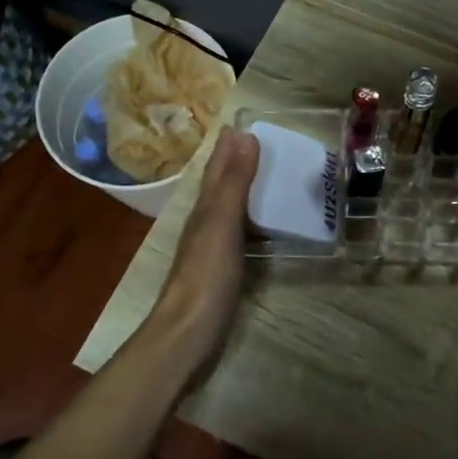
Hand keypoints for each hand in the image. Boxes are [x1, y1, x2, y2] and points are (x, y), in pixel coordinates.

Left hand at [146, 126, 259, 378]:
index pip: (216, 169)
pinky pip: (239, 234)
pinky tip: (263, 226)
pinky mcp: (223, 272)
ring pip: (229, 209)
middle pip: (220, 186)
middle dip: (236, 164)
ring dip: (244, 191)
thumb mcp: (222, 222)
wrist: (188, 333)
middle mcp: (205, 224)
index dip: (227, 147)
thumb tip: (244, 135)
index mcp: (204, 208)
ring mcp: (212, 249)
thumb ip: (233, 182)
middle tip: (260, 144)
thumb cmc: (206, 275)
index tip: (241, 124)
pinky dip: (252, 221)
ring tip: (269, 176)